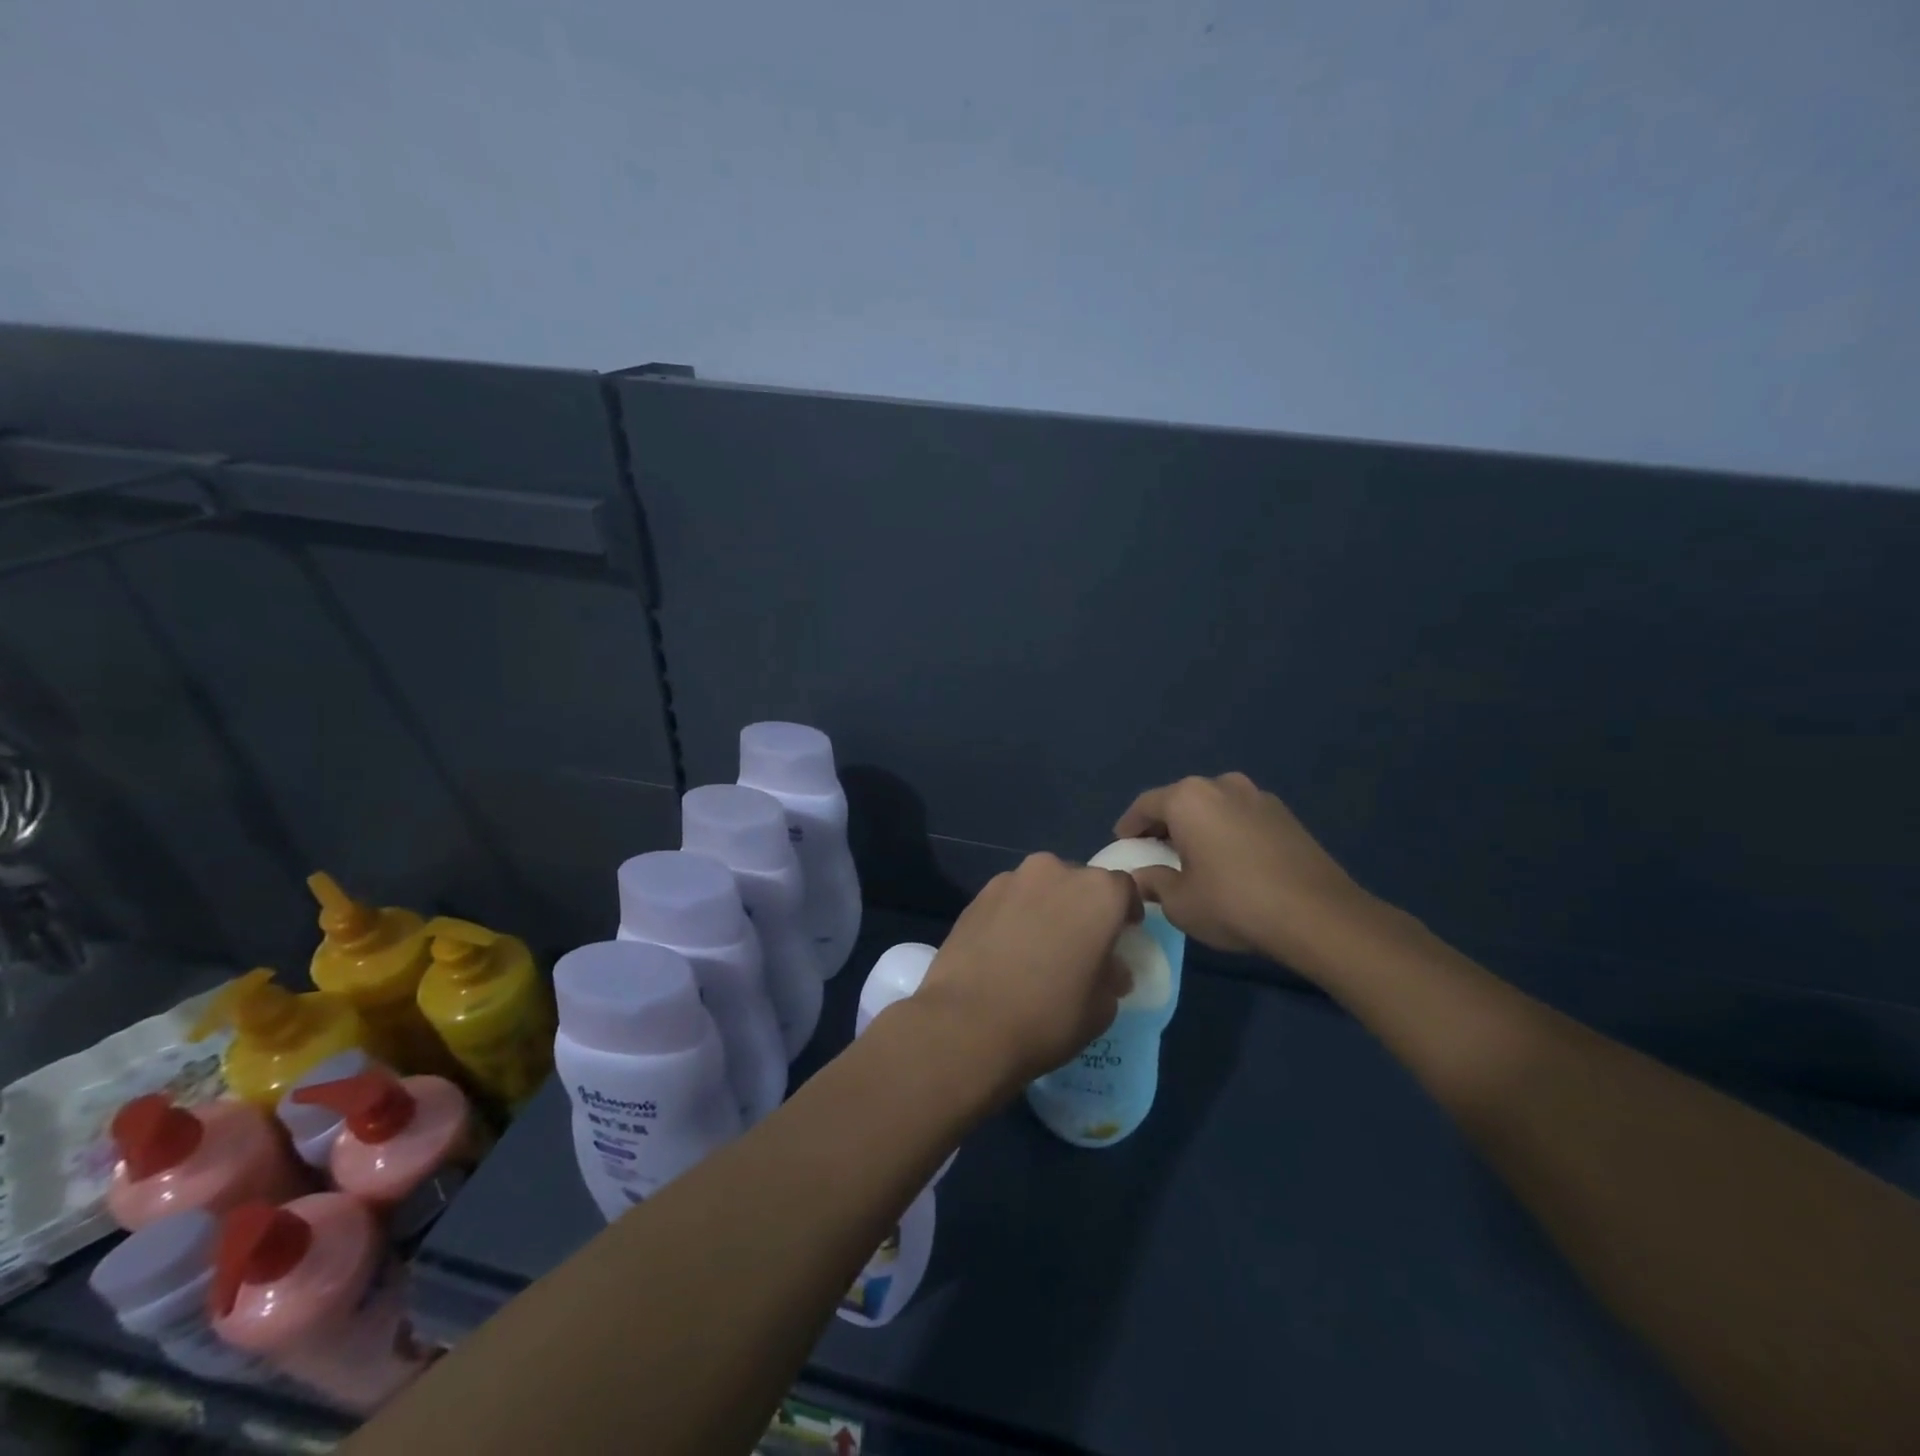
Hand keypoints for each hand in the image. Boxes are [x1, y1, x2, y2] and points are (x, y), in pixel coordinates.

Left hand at [915, 853, 1139, 1088]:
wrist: (967, 1022)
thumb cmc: (1049, 1016)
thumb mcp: (1102, 1008)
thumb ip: (1112, 976)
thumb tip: (1109, 968)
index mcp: (1097, 892)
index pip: (1124, 888)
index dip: (1125, 912)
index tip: (1121, 935)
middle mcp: (1055, 871)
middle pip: (1080, 882)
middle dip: (1083, 907)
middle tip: (1078, 944)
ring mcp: (1011, 879)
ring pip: (1041, 887)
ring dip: (1046, 907)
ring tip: (1038, 947)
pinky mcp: (977, 895)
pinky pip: (1009, 898)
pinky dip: (1014, 915)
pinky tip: (1006, 949)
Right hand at [1115, 773, 1385, 971]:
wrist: (1317, 914)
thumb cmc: (1233, 903)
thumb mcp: (1179, 902)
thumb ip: (1153, 883)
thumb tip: (1141, 877)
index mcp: (1187, 798)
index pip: (1145, 805)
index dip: (1129, 826)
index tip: (1123, 843)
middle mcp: (1221, 784)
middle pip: (1181, 800)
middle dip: (1165, 824)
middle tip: (1156, 850)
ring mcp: (1258, 796)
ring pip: (1214, 806)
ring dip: (1199, 826)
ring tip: (1194, 855)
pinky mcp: (1285, 814)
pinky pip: (1241, 817)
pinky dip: (1227, 831)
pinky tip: (1230, 860)